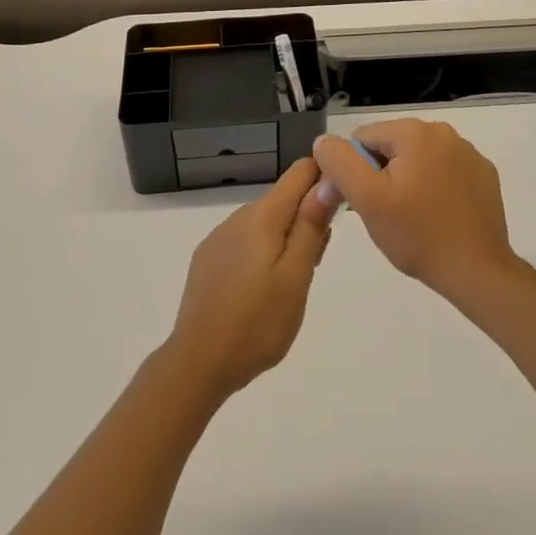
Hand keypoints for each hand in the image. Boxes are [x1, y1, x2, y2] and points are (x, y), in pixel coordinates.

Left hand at [165, 158, 331, 400]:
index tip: (338, 210)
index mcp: (263, 215)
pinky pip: (244, 241)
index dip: (323, 180)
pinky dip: (261, 253)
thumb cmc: (257, 323)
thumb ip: (311, 226)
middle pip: (284, 200)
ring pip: (264, 223)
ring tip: (288, 287)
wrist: (198, 362)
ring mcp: (220, 237)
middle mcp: (239, 216)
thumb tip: (328, 179)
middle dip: (306, 220)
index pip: (300, 172)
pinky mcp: (208, 258)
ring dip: (285, 240)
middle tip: (313, 267)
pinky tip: (259, 291)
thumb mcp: (296, 277)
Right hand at [312, 119, 519, 307]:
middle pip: (392, 146)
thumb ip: (340, 163)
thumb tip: (323, 141)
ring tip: (413, 218)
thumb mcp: (367, 200)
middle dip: (383, 175)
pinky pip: (446, 171)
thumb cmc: (418, 235)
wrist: (477, 272)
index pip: (364, 138)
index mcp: (414, 131)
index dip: (356, 170)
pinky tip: (439, 216)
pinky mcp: (484, 174)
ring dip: (409, 180)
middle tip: (387, 214)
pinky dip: (437, 186)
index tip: (364, 202)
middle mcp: (444, 131)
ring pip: (419, 158)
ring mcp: (468, 152)